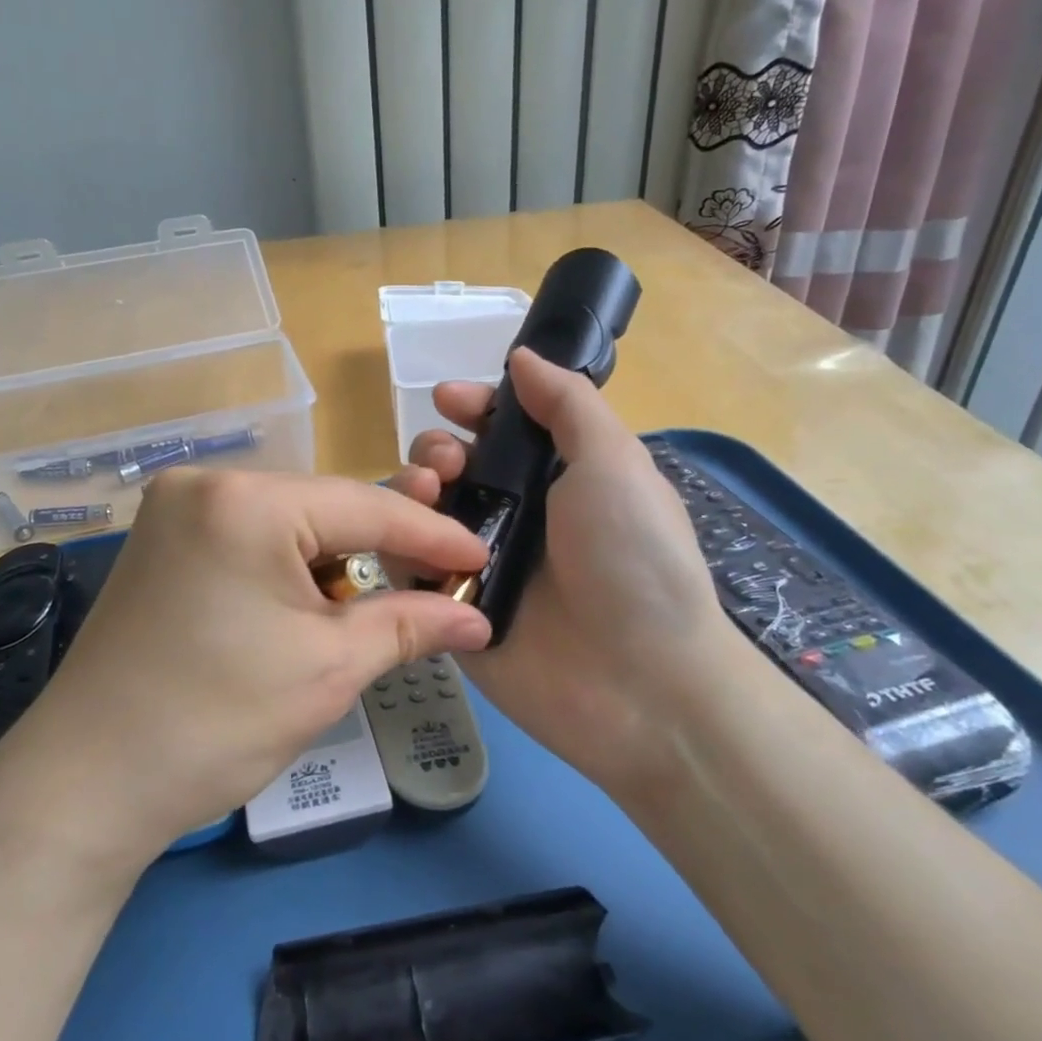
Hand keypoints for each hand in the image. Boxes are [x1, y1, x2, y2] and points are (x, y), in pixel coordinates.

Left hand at [0, 470, 491, 874]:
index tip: (483, 556)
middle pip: (325, 507)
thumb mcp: (328, 669)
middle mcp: (206, 482)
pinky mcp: (162, 539)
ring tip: (370, 607)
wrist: (87, 784)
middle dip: (382, 548)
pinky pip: (249, 535)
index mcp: (247, 500)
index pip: (366, 507)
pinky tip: (307, 604)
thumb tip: (476, 616)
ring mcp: (175, 508)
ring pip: (289, 521)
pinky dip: (288, 565)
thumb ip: (409, 625)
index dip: (432, 536)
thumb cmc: (216, 723)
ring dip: (335, 559)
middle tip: (439, 582)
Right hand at [389, 348, 746, 799]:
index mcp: (555, 479)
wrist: (641, 683)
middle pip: (451, 467)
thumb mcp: (614, 463)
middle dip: (437, 449)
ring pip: (421, 513)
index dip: (471, 408)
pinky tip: (411, 542)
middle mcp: (513, 516)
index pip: (500, 430)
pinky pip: (408, 567)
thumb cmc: (635, 560)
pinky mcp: (450, 610)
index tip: (449, 400)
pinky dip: (400, 546)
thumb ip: (568, 405)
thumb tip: (523, 357)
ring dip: (412, 489)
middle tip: (449, 464)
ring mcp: (479, 564)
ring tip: (428, 494)